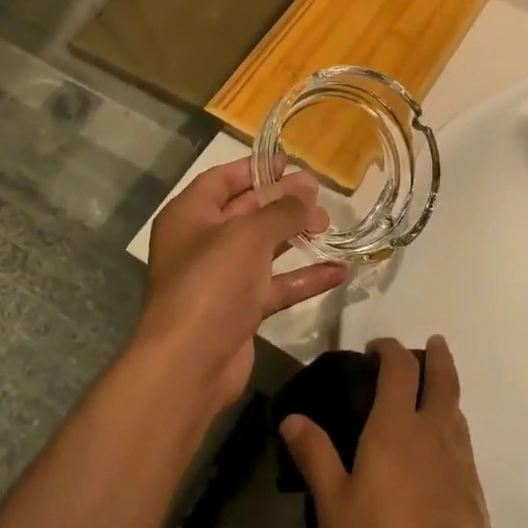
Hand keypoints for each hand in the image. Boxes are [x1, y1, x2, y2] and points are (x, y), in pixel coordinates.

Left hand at [138, 159, 344, 411]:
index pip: (222, 180)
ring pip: (263, 249)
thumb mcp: (249, 235)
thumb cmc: (212, 282)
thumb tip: (307, 187)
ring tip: (330, 225)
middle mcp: (201, 243)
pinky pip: (274, 285)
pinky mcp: (239, 311)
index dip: (255, 169)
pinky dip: (302, 278)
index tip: (289, 164)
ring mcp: (220, 279)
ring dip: (295, 237)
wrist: (189, 363)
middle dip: (282, 202)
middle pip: (245, 212)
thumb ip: (282, 209)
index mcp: (189, 215)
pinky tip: (337, 271)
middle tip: (320, 196)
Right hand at [280, 337, 494, 527]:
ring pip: (457, 409)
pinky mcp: (475, 488)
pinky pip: (463, 441)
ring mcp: (460, 459)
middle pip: (443, 378)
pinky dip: (452, 427)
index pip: (400, 368)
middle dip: (437, 355)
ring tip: (433, 394)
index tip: (376, 349)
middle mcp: (433, 431)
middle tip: (431, 344)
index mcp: (396, 426)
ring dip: (446, 390)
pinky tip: (440, 450)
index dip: (390, 349)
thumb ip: (315, 455)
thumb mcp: (334, 503)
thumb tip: (292, 418)